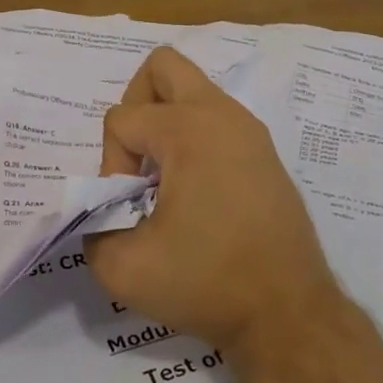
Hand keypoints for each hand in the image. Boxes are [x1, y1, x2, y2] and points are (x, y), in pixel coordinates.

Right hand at [88, 47, 343, 358]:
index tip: (132, 208)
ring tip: (163, 179)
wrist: (290, 315)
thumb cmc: (208, 283)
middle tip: (138, 155)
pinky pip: (215, 120)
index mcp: (188, 129)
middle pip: (163, 66)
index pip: (122, 119)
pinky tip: (194, 192)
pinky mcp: (264, 152)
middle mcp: (221, 114)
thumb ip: (92, 229)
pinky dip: (193, 140)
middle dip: (137, 103)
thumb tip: (101, 210)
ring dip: (166, 123)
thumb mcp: (124, 268)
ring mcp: (249, 130)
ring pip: (193, 91)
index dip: (112, 164)